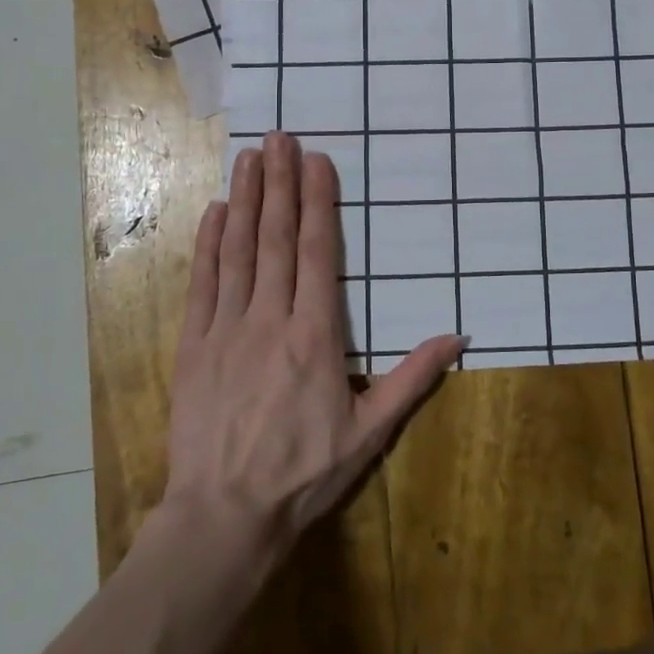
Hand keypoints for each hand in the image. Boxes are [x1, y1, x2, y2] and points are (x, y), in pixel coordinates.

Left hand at [164, 132, 462, 546]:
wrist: (225, 516)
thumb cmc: (304, 473)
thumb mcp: (370, 432)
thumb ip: (413, 378)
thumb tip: (460, 336)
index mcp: (315, 335)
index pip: (319, 252)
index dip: (318, 202)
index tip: (318, 161)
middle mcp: (270, 318)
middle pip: (276, 238)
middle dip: (279, 182)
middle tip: (279, 137)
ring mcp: (227, 328)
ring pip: (238, 250)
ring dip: (244, 199)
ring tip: (248, 157)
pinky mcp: (193, 345)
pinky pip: (202, 283)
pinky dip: (208, 243)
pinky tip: (214, 211)